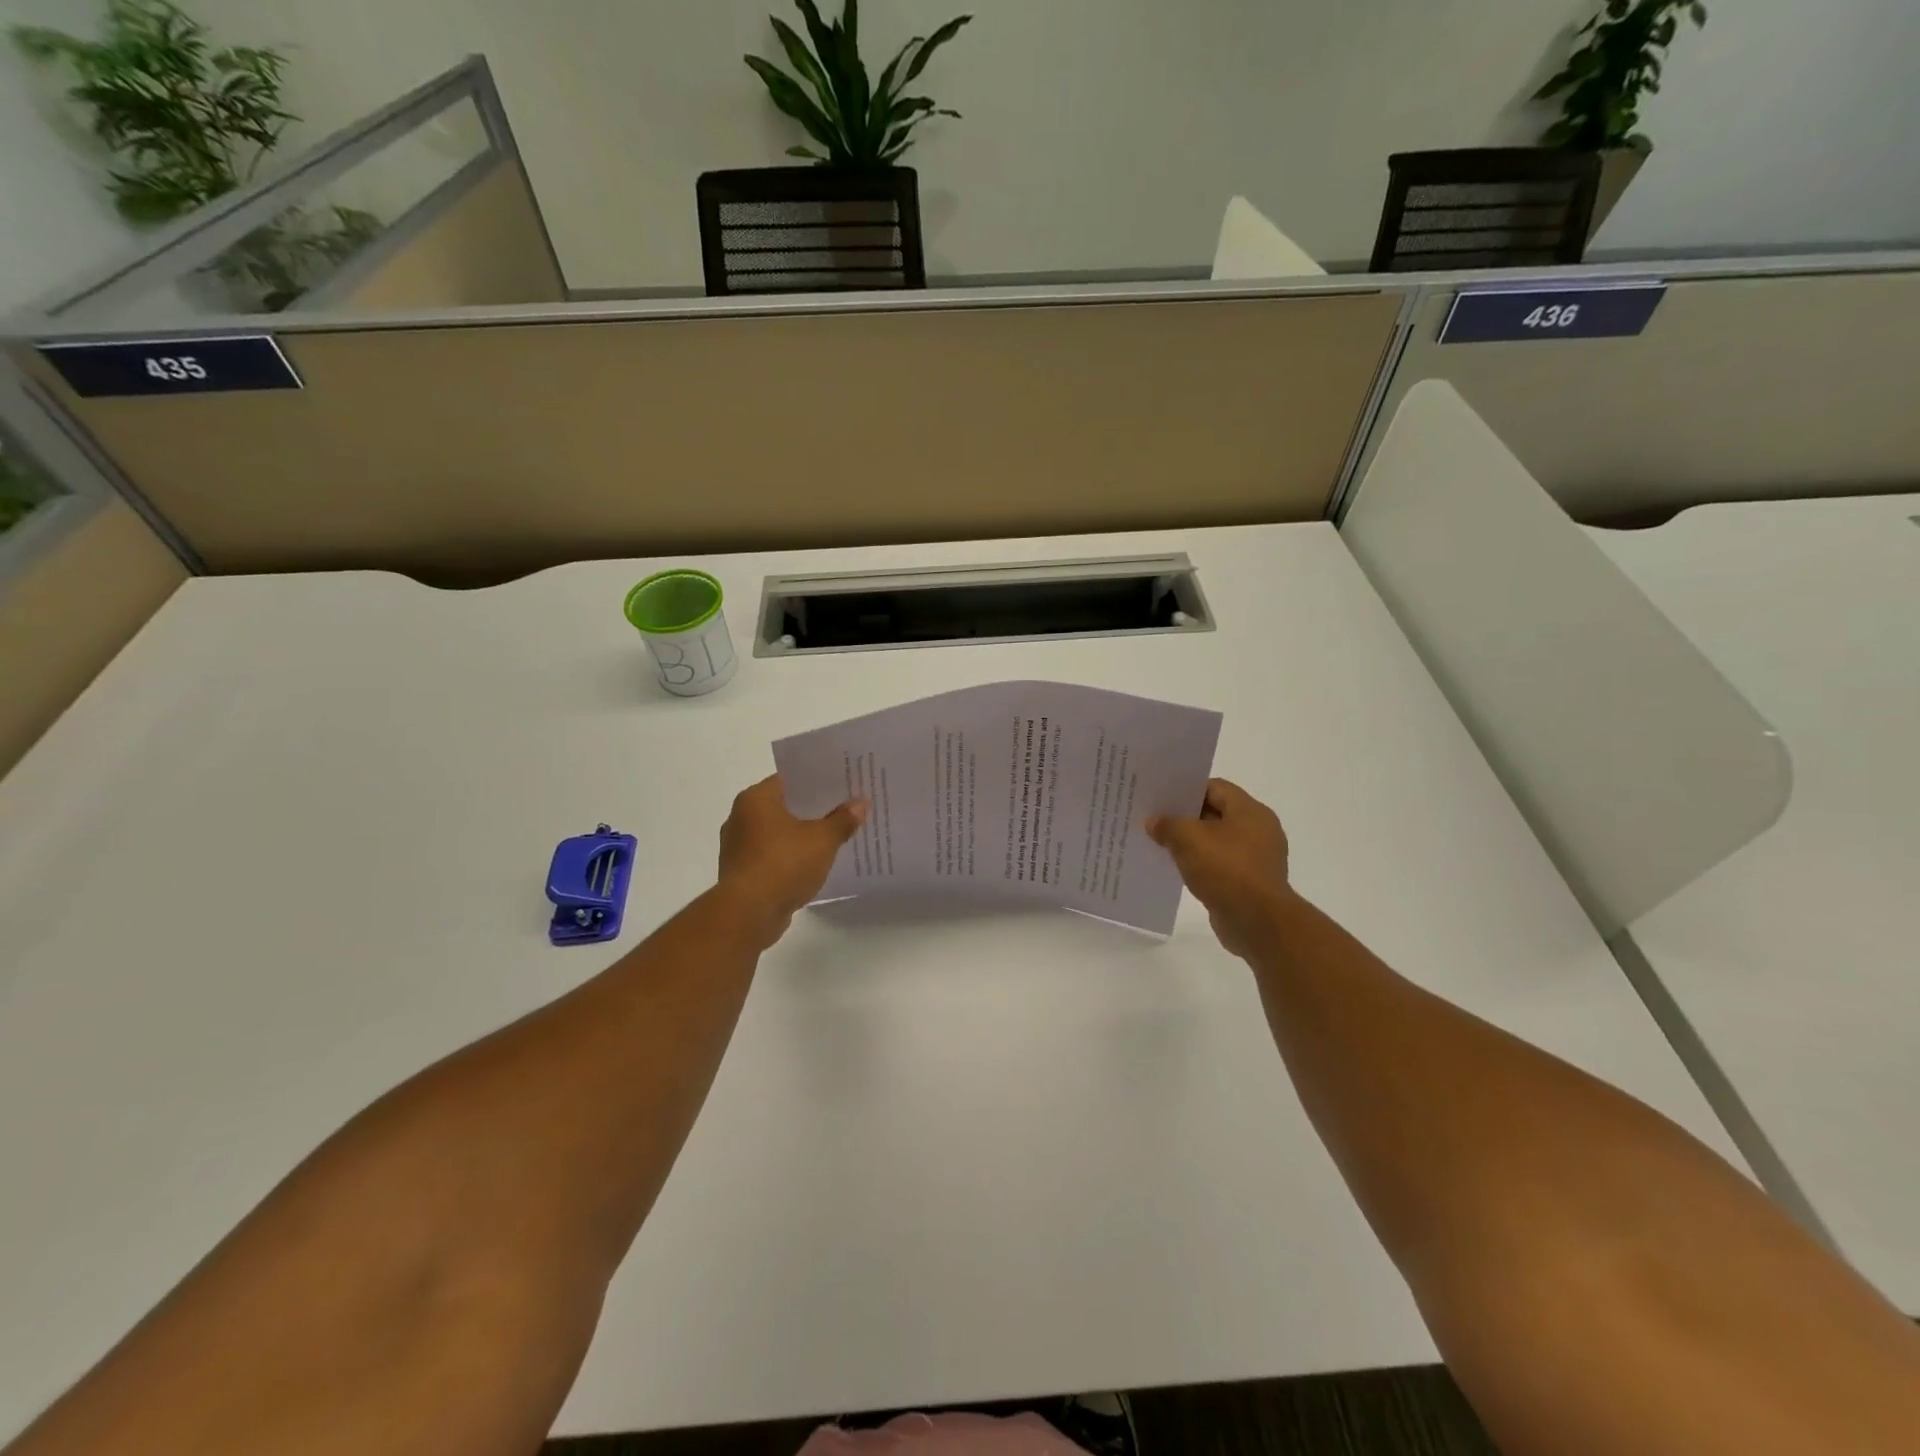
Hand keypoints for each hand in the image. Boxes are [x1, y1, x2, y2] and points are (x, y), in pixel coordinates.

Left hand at [717, 775, 867, 947]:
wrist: (748, 914)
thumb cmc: (783, 864)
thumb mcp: (822, 840)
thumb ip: (842, 820)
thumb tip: (860, 803)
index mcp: (755, 799)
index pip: (790, 779)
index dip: (818, 781)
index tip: (842, 784)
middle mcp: (741, 817)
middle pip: (785, 806)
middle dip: (814, 809)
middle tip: (845, 808)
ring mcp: (739, 846)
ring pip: (779, 833)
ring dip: (802, 835)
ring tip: (834, 836)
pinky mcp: (743, 873)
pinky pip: (773, 856)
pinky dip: (791, 857)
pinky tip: (814, 863)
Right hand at [1147, 778, 1293, 959]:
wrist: (1257, 922)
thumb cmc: (1226, 870)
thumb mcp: (1188, 839)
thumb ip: (1168, 824)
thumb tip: (1154, 822)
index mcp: (1250, 811)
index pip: (1215, 787)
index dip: (1186, 789)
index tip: (1161, 797)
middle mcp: (1259, 830)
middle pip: (1216, 813)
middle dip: (1186, 817)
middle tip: (1156, 819)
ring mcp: (1257, 858)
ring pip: (1217, 841)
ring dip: (1192, 843)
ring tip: (1162, 844)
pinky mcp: (1251, 883)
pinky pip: (1221, 865)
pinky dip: (1202, 865)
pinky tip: (1179, 869)